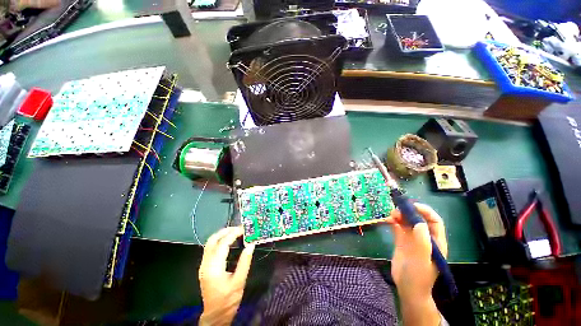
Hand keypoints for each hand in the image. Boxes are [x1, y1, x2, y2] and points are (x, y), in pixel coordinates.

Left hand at [198, 227, 254, 325]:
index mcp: (213, 267)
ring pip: (210, 243)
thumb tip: (251, 245)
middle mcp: (205, 264)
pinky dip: (220, 241)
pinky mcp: (205, 267)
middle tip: (239, 229)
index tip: (244, 229)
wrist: (215, 315)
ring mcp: (203, 265)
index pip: (222, 244)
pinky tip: (229, 242)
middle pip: (212, 240)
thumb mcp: (239, 281)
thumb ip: (245, 262)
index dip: (233, 234)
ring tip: (235, 232)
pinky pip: (210, 249)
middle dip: (225, 231)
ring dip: (222, 235)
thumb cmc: (228, 299)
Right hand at [386, 203, 446, 325]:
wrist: (407, 288)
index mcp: (435, 242)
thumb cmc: (419, 276)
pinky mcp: (401, 241)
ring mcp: (412, 239)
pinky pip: (398, 227)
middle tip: (397, 210)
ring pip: (406, 222)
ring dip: (399, 216)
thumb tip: (419, 222)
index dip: (425, 211)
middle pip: (418, 219)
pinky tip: (388, 220)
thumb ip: (422, 241)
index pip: (434, 221)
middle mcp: (424, 238)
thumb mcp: (423, 260)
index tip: (413, 206)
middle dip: (408, 212)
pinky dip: (393, 222)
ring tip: (391, 215)